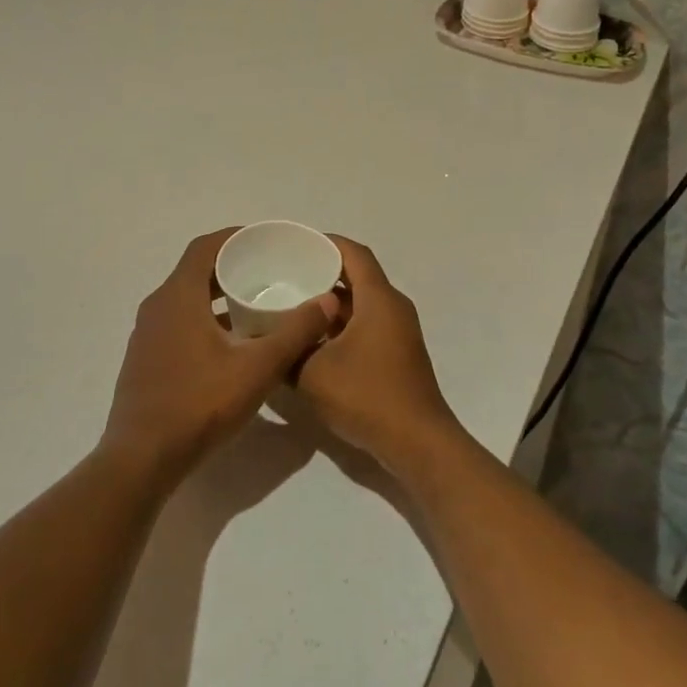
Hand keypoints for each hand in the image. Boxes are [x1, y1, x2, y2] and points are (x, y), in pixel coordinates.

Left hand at [103, 229, 339, 487]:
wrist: (141, 459)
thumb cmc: (199, 404)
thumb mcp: (258, 368)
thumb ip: (295, 332)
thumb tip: (328, 301)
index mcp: (178, 296)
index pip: (205, 247)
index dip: (234, 238)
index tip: (264, 241)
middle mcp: (157, 306)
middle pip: (195, 271)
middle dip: (231, 267)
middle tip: (268, 272)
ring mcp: (147, 334)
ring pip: (186, 299)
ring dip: (217, 296)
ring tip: (255, 305)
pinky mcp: (145, 359)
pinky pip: (177, 322)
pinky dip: (204, 319)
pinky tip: (230, 344)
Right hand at [294, 236, 464, 479]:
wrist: (417, 444)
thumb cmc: (367, 397)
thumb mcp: (313, 373)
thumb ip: (288, 350)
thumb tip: (268, 337)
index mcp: (378, 299)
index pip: (354, 253)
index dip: (326, 242)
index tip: (296, 244)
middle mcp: (393, 307)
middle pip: (357, 276)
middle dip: (323, 272)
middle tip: (286, 275)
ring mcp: (398, 332)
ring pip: (361, 303)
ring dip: (330, 303)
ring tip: (292, 306)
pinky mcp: (397, 354)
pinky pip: (366, 324)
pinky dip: (341, 325)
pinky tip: (313, 341)